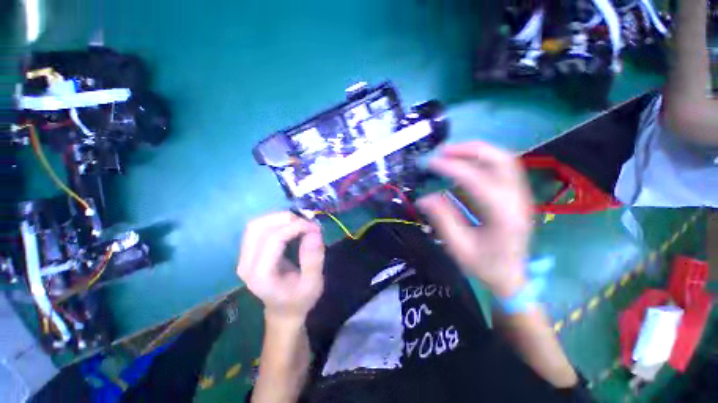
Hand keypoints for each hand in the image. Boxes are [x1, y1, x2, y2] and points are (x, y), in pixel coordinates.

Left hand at [237, 212, 325, 322]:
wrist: (283, 311)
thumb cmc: (300, 300)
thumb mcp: (313, 284)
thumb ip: (314, 259)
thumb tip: (315, 232)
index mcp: (261, 275)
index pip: (273, 239)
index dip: (295, 227)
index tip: (315, 227)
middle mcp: (246, 264)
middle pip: (258, 227)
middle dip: (285, 219)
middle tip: (307, 223)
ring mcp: (244, 257)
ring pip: (255, 225)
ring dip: (279, 218)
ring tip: (300, 223)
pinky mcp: (248, 252)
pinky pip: (257, 228)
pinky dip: (275, 222)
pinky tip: (290, 226)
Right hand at [418, 142, 532, 297]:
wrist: (511, 277)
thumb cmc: (484, 266)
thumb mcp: (458, 247)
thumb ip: (441, 219)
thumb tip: (423, 197)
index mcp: (502, 216)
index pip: (476, 180)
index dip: (451, 167)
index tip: (430, 163)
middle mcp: (517, 199)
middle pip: (500, 160)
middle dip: (468, 150)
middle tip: (442, 151)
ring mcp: (520, 195)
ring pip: (504, 159)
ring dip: (476, 151)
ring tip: (451, 152)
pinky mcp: (517, 194)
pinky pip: (502, 167)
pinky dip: (482, 158)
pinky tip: (466, 162)